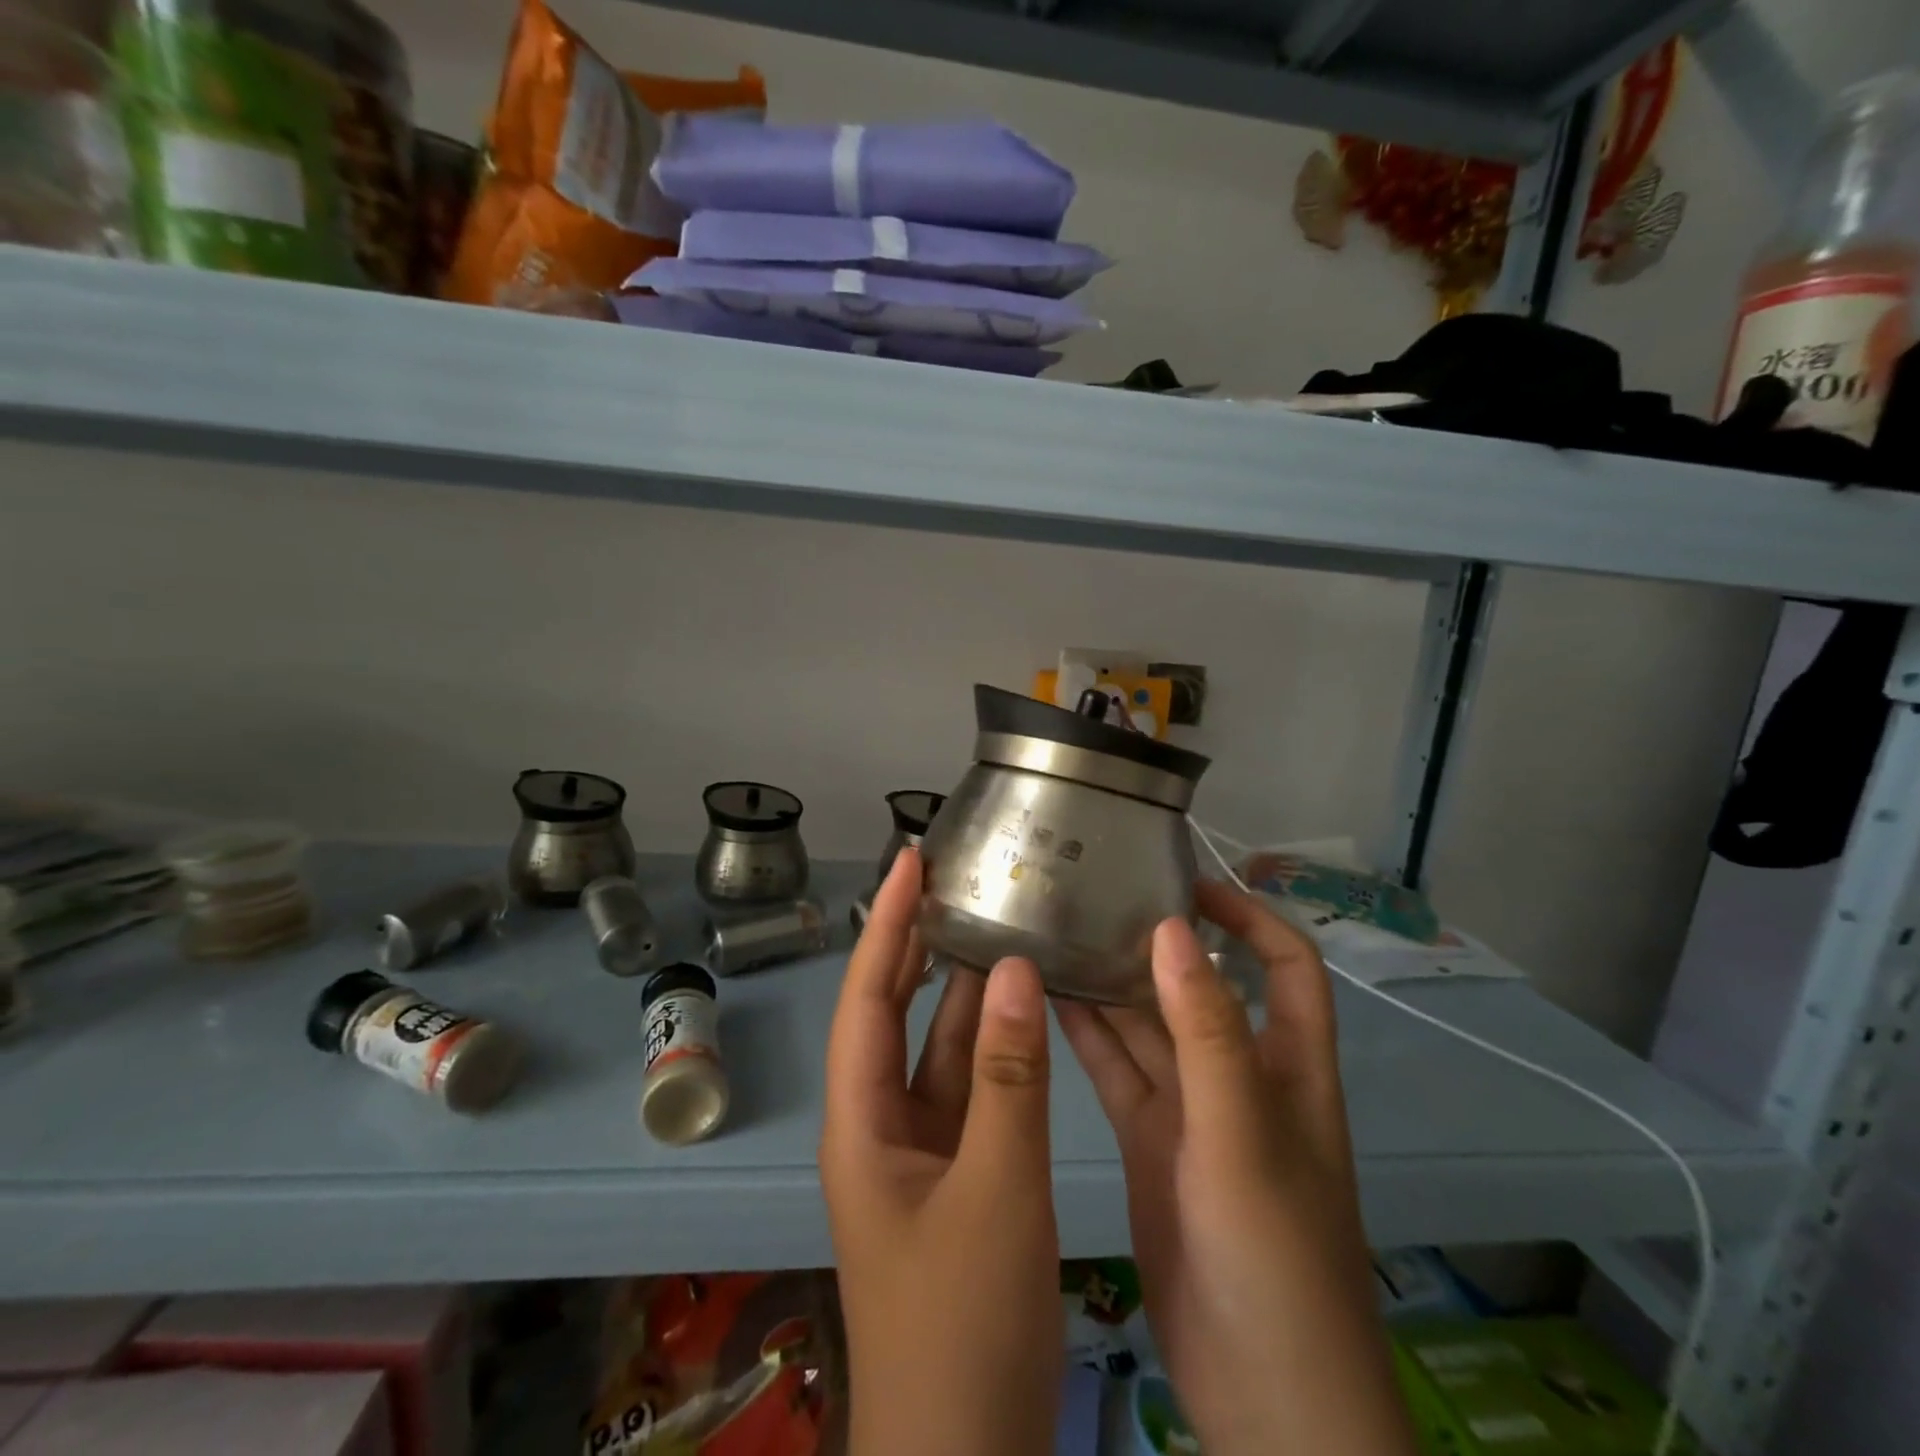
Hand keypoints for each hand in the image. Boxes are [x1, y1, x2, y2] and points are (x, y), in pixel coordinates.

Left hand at [821, 848, 1063, 1455]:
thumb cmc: (962, 1323)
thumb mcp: (995, 1190)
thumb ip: (1008, 1078)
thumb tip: (1013, 968)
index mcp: (863, 1119)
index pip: (868, 994)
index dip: (887, 923)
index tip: (910, 860)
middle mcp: (883, 1121)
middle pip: (898, 1012)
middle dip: (919, 943)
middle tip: (955, 879)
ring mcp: (923, 1148)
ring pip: (941, 1047)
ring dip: (965, 990)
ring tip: (996, 922)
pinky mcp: (961, 1173)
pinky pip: (974, 1087)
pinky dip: (997, 1044)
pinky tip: (1025, 1009)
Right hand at [1056, 881, 1417, 1455]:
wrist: (1265, 1400)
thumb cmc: (1276, 1254)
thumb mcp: (1243, 1132)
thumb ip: (1207, 1030)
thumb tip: (1173, 928)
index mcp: (1286, 1063)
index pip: (1285, 963)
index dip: (1248, 916)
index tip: (1187, 884)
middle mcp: (1238, 1075)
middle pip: (1199, 988)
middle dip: (1157, 943)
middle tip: (1095, 897)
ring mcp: (1190, 1110)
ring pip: (1147, 1027)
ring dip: (1111, 985)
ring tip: (1056, 933)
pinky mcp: (1150, 1142)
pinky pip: (1117, 1071)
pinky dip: (1088, 1035)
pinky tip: (1046, 1000)